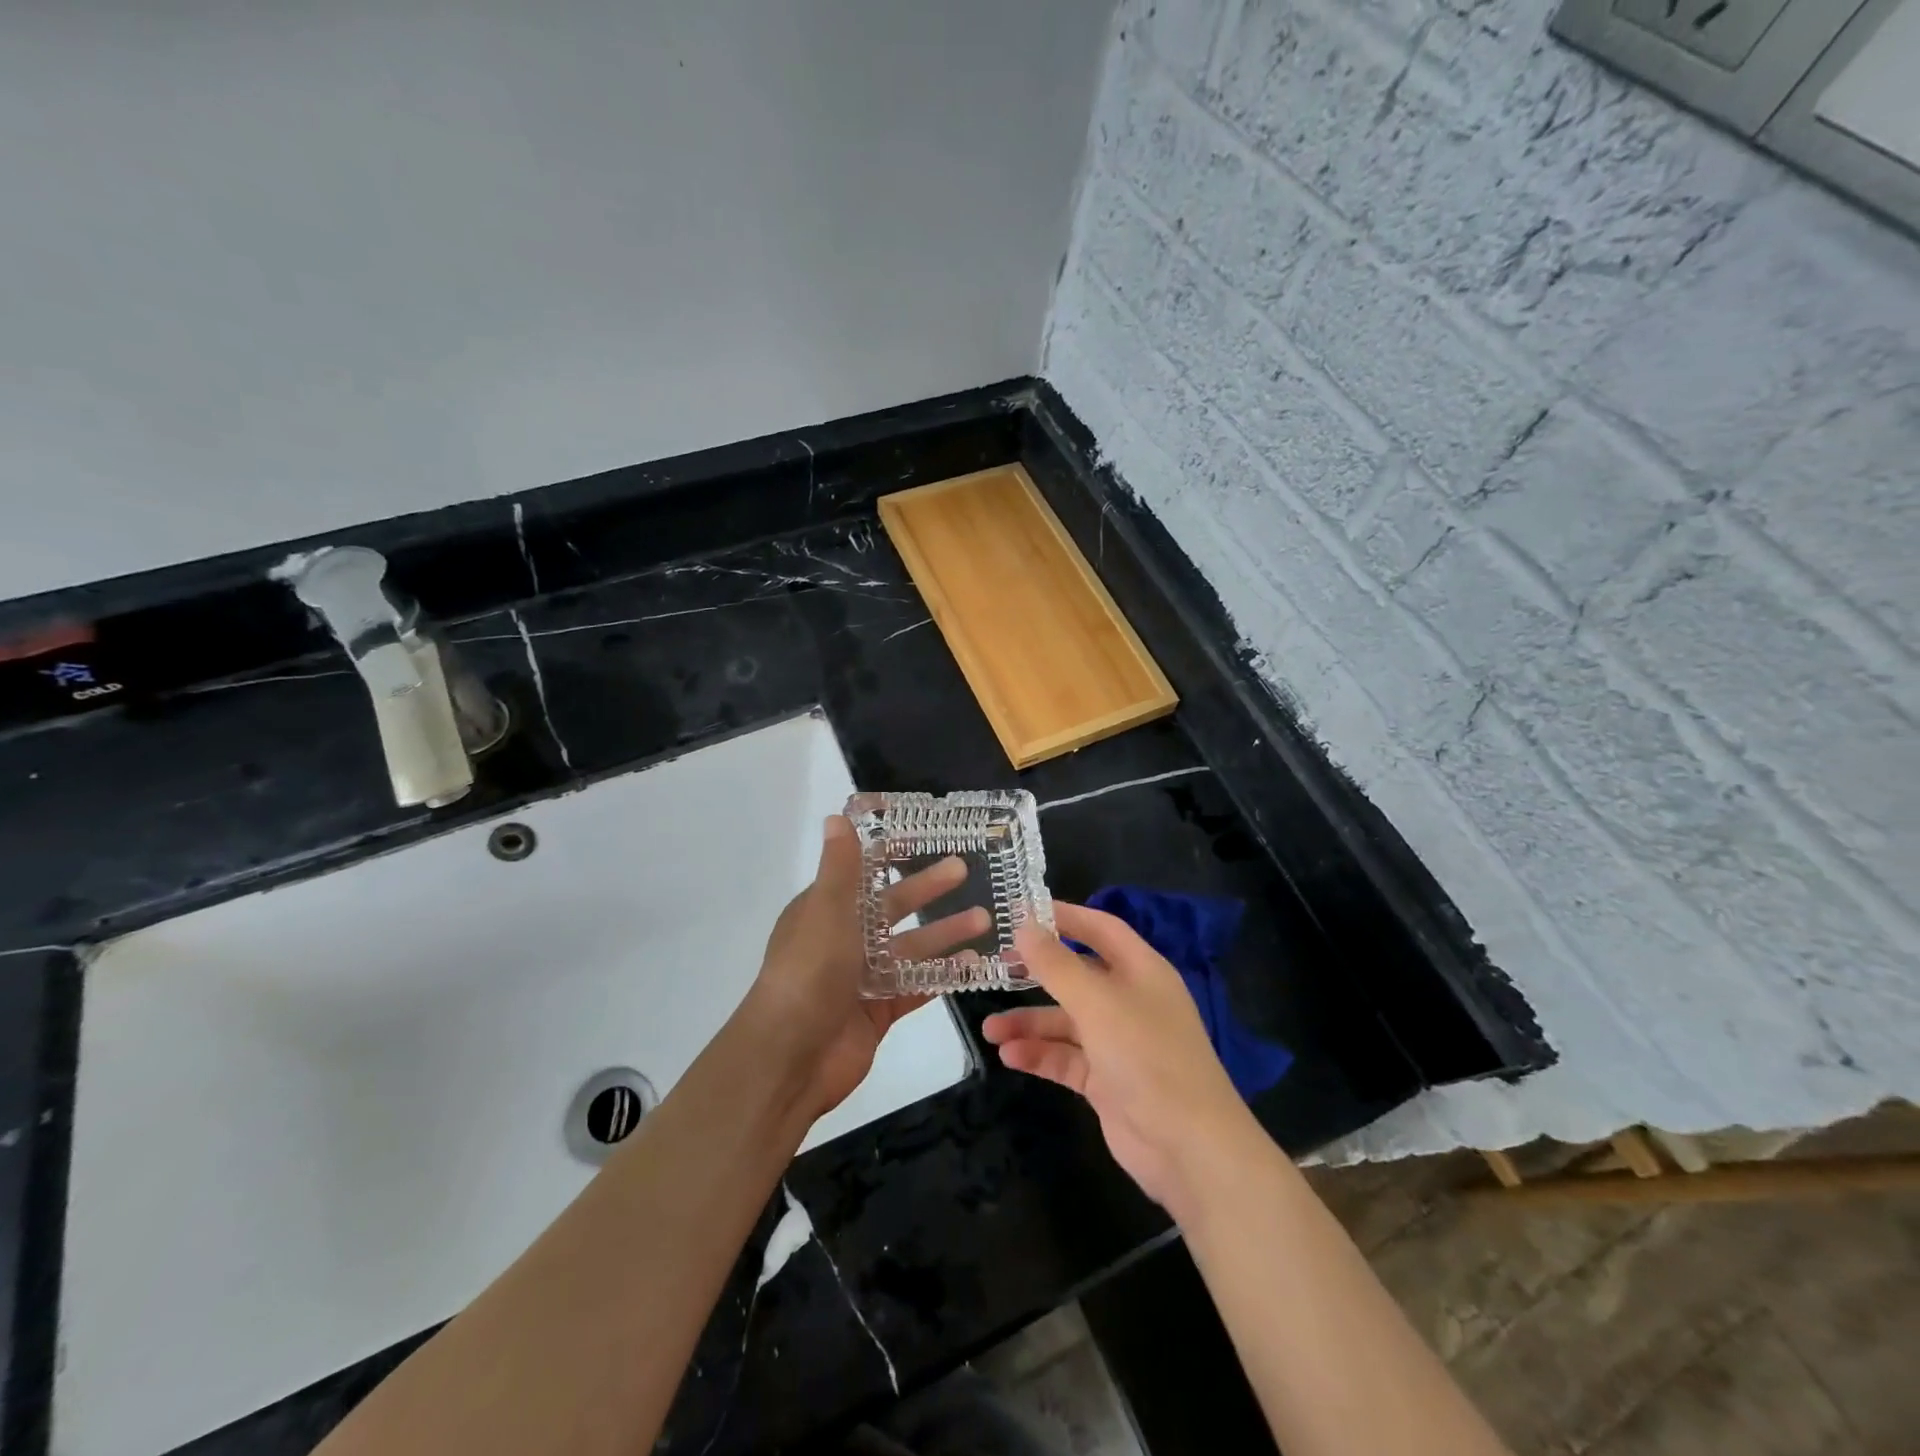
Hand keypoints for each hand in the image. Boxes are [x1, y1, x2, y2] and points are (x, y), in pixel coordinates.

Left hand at [741, 815, 988, 1121]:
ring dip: (944, 932)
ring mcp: (862, 977)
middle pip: (892, 907)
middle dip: (926, 889)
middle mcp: (843, 939)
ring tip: (984, 919)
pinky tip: (975, 965)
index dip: (889, 854)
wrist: (790, 1057)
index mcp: (825, 910)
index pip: (862, 873)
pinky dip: (943, 975)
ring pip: (910, 948)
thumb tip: (837, 816)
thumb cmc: (808, 972)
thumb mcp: (826, 910)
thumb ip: (840, 867)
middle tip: (963, 870)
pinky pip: (917, 986)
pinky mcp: (879, 1010)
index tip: (923, 836)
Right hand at [982, 903, 1255, 1217]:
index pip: (1100, 929)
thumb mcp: (1098, 1003)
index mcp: (1141, 971)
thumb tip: (1024, 925)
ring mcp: (1118, 1043)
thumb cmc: (1147, 1057)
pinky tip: (1008, 1056)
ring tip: (990, 1030)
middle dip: (1037, 973)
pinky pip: (1066, 1059)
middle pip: (1077, 976)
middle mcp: (1130, 1001)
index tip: (1021, 912)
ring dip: (1029, 1023)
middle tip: (996, 968)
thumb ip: (1056, 965)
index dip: (1064, 917)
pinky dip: (1039, 1056)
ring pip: (1066, 1022)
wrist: (1189, 1148)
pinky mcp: (1106, 1081)